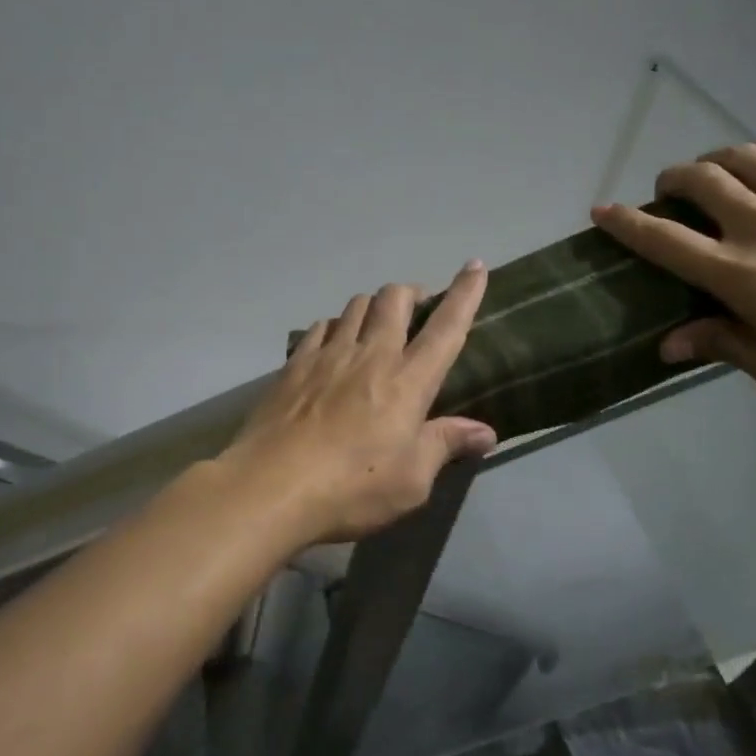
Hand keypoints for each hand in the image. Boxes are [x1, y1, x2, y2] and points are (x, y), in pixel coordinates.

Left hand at [221, 262, 497, 542]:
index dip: (464, 293)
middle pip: (394, 298)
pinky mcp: (294, 365)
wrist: (270, 488)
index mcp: (408, 381)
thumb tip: (485, 432)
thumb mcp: (411, 481)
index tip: (474, 266)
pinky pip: (320, 327)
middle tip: (418, 310)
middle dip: (412, 293)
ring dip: (373, 306)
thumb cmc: (351, 488)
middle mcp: (370, 355)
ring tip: (376, 327)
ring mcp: (327, 356)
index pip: (446, 327)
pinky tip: (333, 345)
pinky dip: (335, 327)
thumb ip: (445, 446)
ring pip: (355, 306)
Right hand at [591, 139, 755, 399]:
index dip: (626, 224)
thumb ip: (725, 347)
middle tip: (668, 194)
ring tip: (709, 174)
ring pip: (737, 157)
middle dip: (670, 182)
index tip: (601, 211)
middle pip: (697, 182)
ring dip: (710, 162)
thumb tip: (668, 343)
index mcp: (741, 275)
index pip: (665, 241)